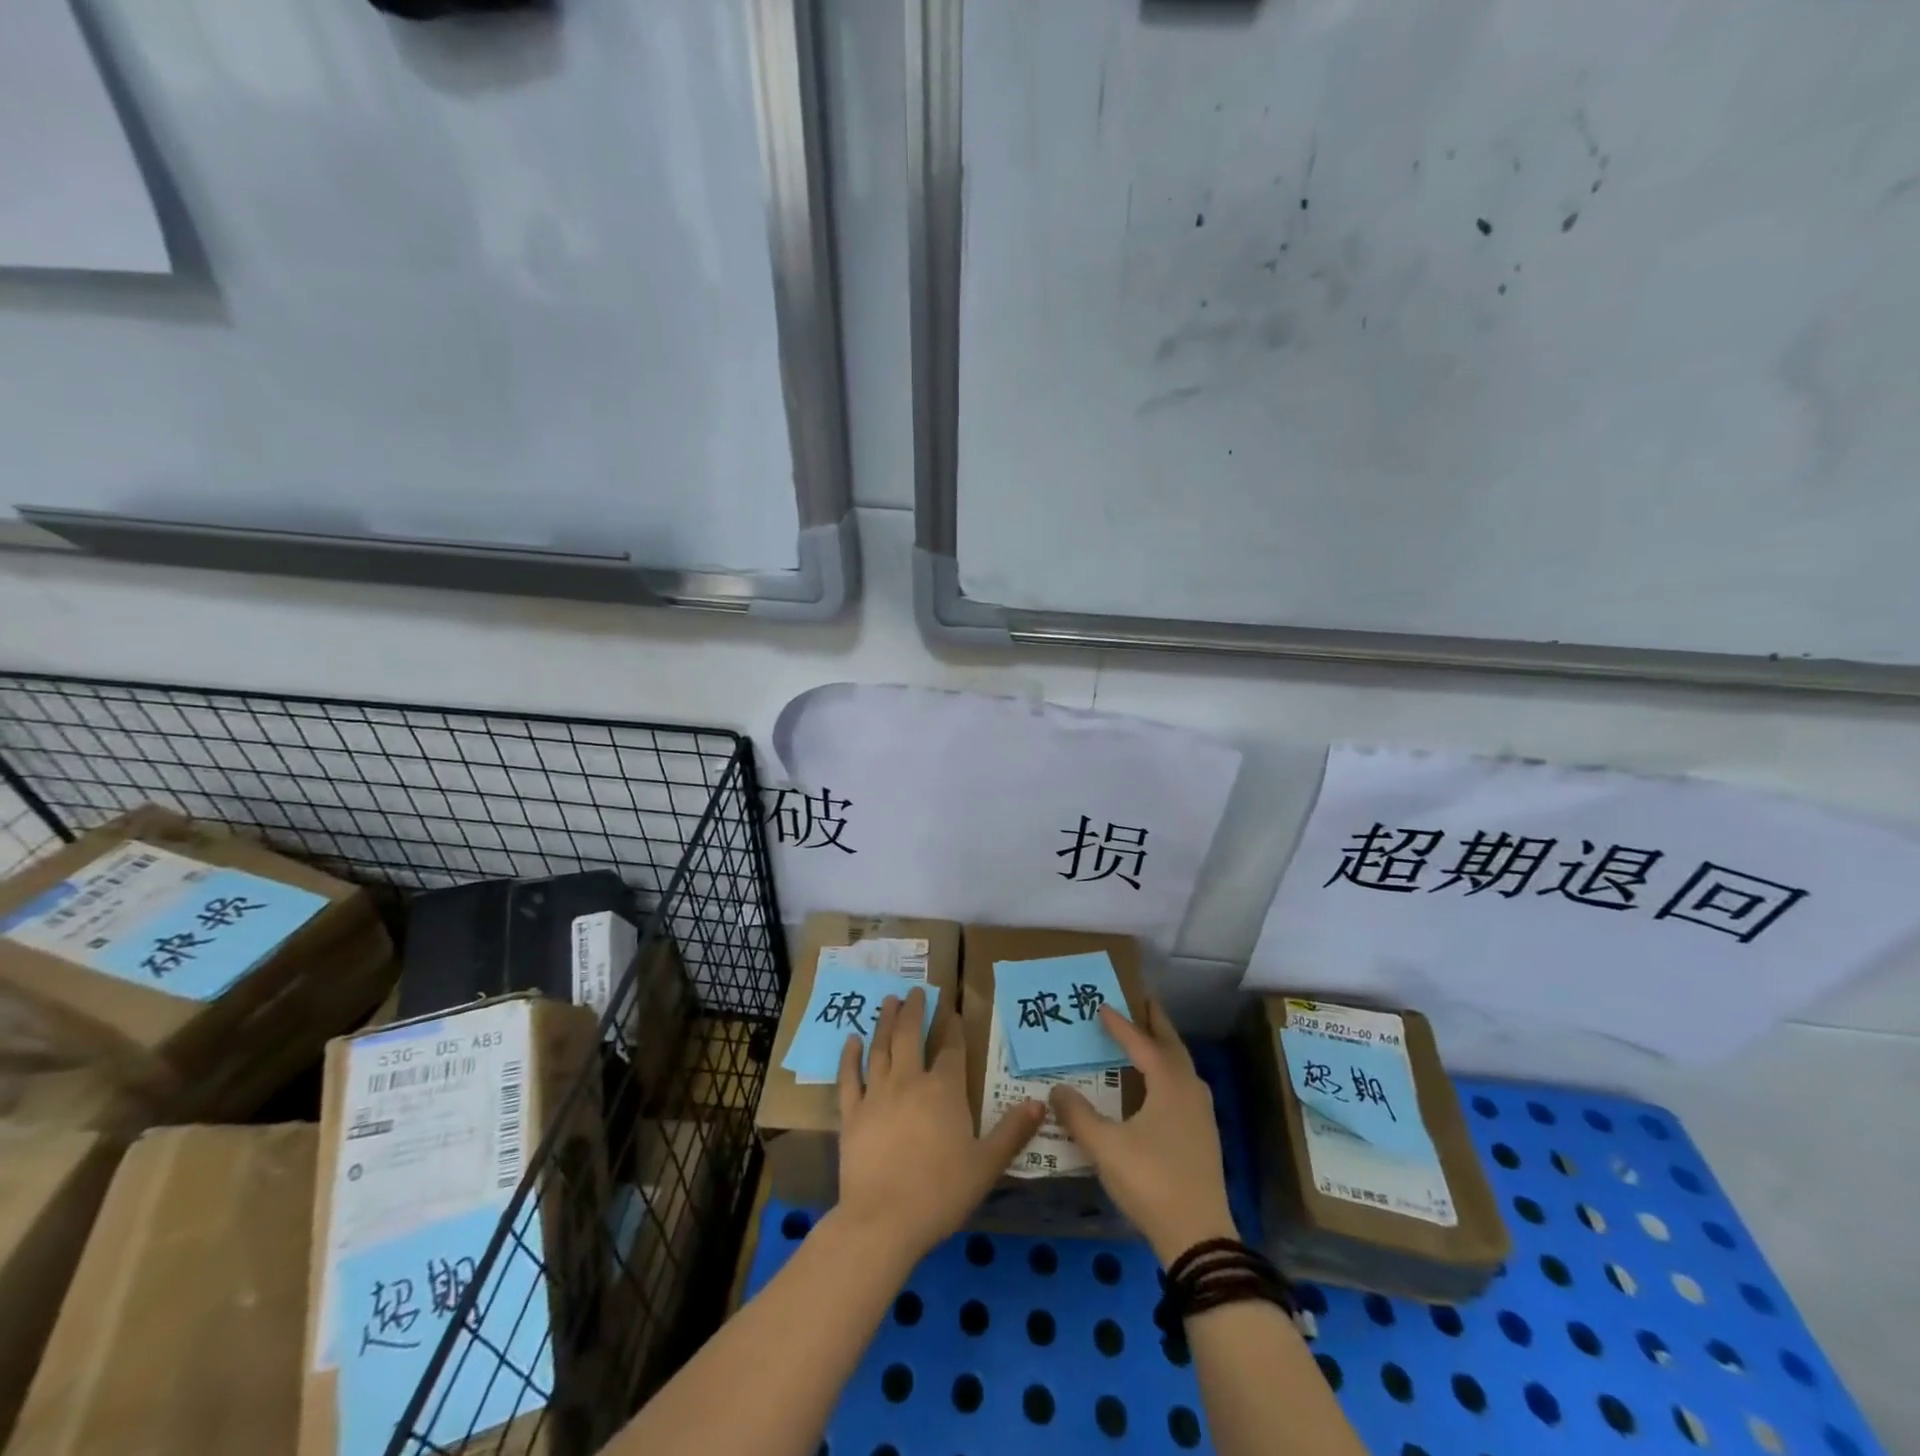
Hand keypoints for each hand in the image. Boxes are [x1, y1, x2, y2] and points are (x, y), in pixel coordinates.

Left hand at [836, 987, 1045, 1262]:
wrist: (883, 1220)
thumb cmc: (941, 1192)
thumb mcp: (987, 1165)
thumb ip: (1012, 1131)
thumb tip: (1039, 1103)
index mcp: (944, 1090)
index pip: (951, 1048)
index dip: (952, 1027)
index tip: (952, 1009)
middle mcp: (909, 1081)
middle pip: (911, 1035)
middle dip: (915, 1010)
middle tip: (916, 990)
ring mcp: (876, 1094)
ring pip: (880, 1047)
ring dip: (886, 1021)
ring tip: (889, 1001)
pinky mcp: (851, 1113)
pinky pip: (849, 1076)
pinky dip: (850, 1056)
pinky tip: (851, 1039)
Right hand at [1049, 999, 1238, 1265]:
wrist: (1199, 1237)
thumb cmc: (1150, 1181)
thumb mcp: (1105, 1147)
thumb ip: (1078, 1115)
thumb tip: (1058, 1089)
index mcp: (1169, 1084)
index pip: (1141, 1043)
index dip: (1120, 1024)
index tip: (1100, 1005)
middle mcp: (1189, 1089)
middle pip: (1171, 1045)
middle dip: (1155, 1022)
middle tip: (1139, 1001)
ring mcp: (1201, 1113)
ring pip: (1181, 1066)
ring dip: (1164, 1046)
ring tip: (1145, 1036)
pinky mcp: (1203, 1134)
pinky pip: (1183, 1084)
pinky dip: (1168, 1070)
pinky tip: (1155, 1084)